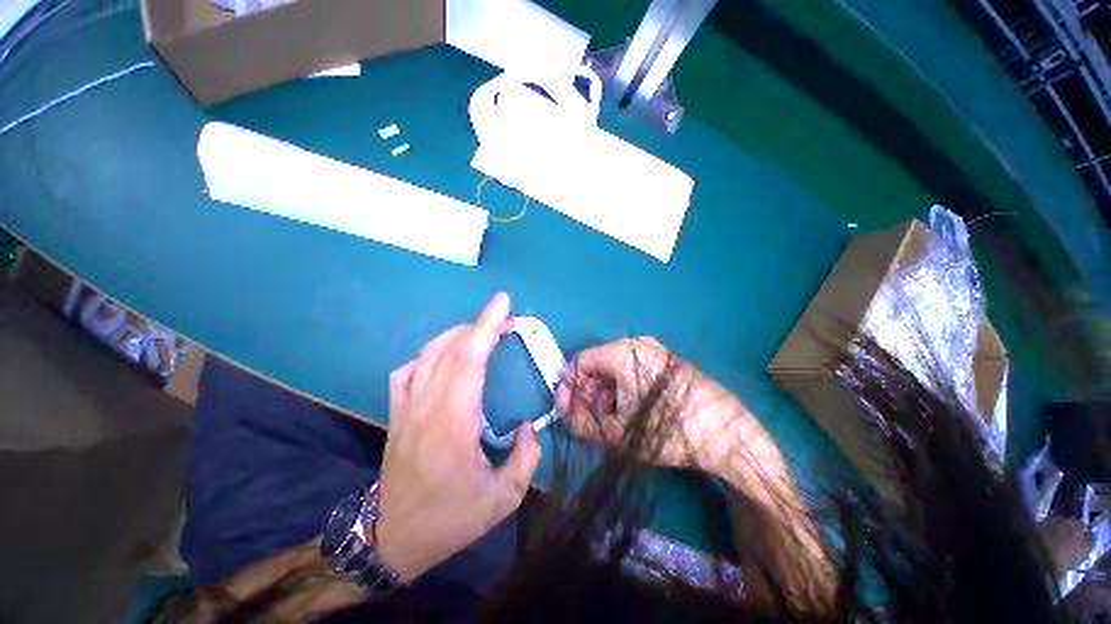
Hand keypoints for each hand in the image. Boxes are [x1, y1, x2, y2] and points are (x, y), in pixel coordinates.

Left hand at [375, 293, 541, 582]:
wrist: (391, 540)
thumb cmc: (449, 520)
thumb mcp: (502, 500)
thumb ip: (526, 459)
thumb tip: (530, 426)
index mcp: (453, 422)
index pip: (468, 360)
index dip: (486, 326)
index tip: (502, 304)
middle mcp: (426, 406)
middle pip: (451, 349)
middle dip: (481, 325)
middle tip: (506, 321)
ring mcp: (406, 407)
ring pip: (429, 353)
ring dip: (459, 335)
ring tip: (483, 334)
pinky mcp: (397, 412)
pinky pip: (409, 369)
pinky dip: (430, 353)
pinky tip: (446, 358)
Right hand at [555, 337, 748, 476]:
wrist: (727, 434)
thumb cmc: (669, 430)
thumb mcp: (619, 433)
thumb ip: (583, 425)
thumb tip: (565, 419)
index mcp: (623, 353)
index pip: (581, 362)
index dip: (568, 387)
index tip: (566, 411)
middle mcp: (637, 345)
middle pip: (598, 365)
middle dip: (587, 394)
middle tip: (584, 421)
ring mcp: (654, 352)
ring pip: (614, 370)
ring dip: (603, 395)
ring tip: (605, 423)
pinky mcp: (665, 363)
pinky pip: (632, 372)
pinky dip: (621, 392)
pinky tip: (625, 414)